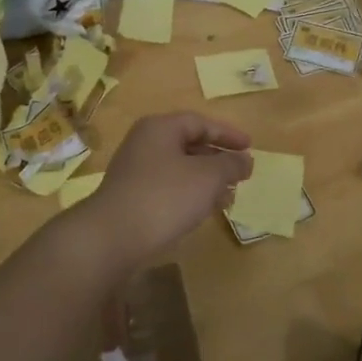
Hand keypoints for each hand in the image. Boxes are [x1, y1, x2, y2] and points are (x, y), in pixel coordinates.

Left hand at [73, 113, 252, 272]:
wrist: (112, 238)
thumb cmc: (165, 197)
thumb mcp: (208, 177)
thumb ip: (230, 164)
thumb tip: (245, 159)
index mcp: (160, 128)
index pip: (200, 122)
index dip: (228, 134)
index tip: (250, 147)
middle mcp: (144, 143)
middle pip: (188, 144)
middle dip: (217, 159)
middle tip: (240, 174)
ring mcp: (135, 171)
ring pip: (179, 168)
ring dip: (205, 180)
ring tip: (228, 196)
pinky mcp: (131, 197)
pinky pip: (168, 187)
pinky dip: (189, 194)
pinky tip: (202, 211)